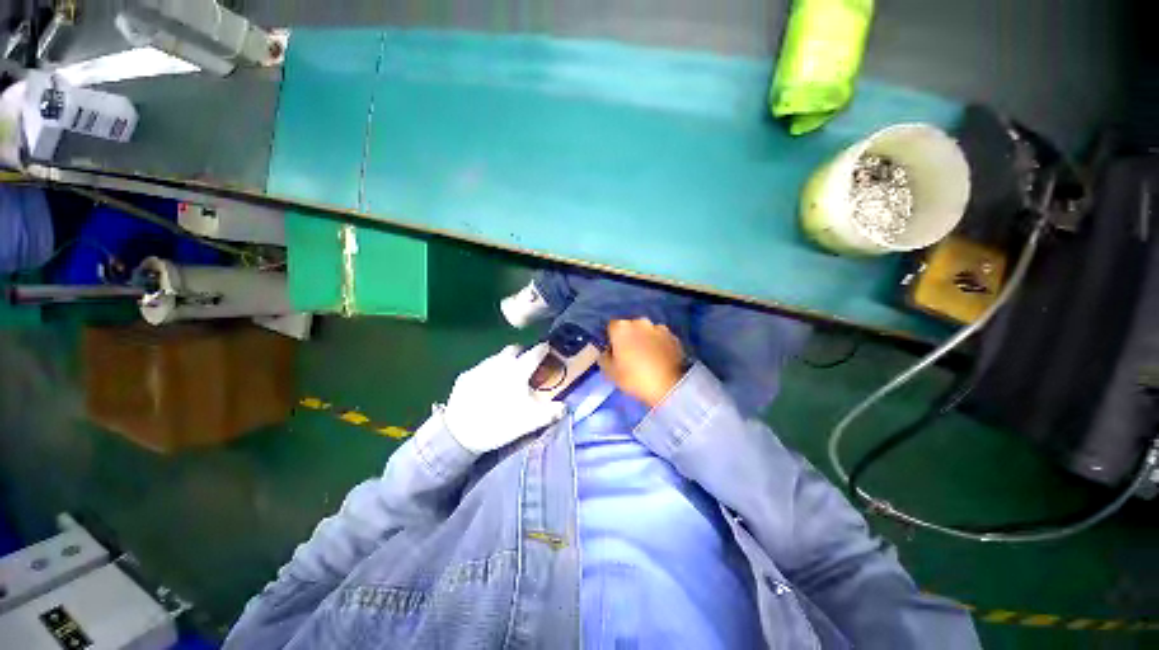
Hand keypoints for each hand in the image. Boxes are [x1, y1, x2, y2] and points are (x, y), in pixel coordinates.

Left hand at [443, 343, 566, 453]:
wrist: (460, 433)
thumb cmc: (501, 423)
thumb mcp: (531, 421)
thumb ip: (551, 412)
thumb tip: (565, 407)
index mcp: (518, 370)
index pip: (535, 353)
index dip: (543, 349)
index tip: (547, 347)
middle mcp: (500, 363)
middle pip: (514, 349)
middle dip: (522, 352)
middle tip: (526, 362)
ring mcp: (480, 367)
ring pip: (496, 357)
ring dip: (504, 361)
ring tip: (506, 375)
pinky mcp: (465, 376)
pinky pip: (481, 368)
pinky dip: (488, 372)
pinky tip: (486, 386)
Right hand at [599, 319, 687, 407]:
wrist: (669, 386)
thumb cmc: (634, 378)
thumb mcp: (610, 373)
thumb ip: (604, 358)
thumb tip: (606, 353)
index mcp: (621, 328)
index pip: (611, 328)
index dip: (611, 340)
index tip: (613, 353)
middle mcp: (640, 322)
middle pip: (630, 328)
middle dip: (629, 338)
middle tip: (630, 356)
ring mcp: (659, 328)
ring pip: (646, 332)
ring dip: (645, 340)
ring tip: (647, 358)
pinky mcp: (674, 337)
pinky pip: (661, 339)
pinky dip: (659, 345)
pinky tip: (659, 359)